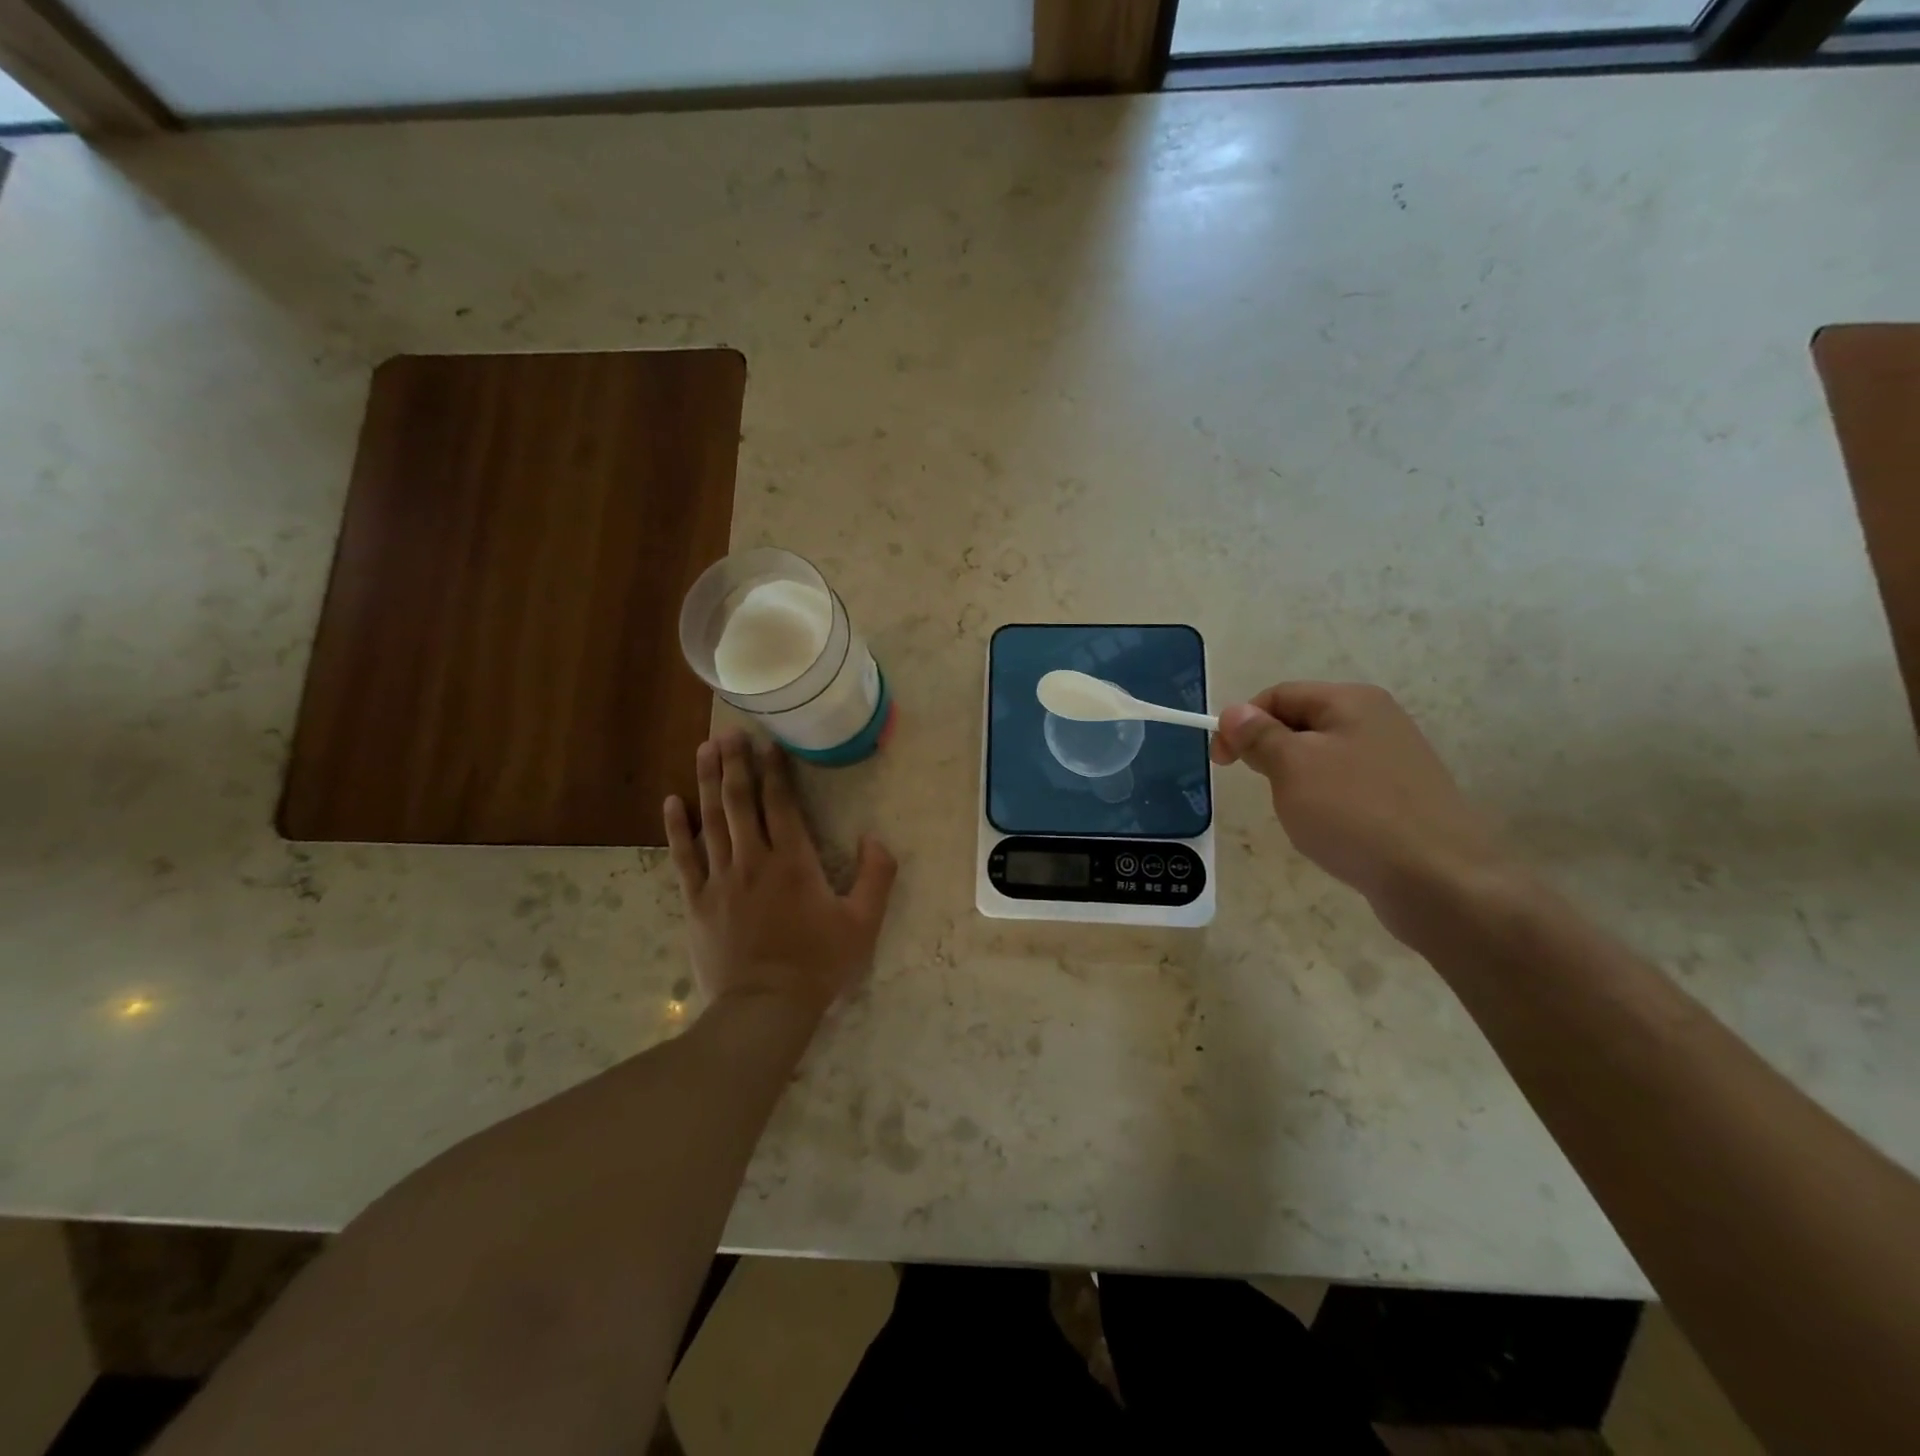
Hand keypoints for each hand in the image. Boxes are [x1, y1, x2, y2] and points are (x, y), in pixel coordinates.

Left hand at [663, 729, 896, 1018]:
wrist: (765, 1007)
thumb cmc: (818, 964)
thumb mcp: (863, 922)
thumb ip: (877, 875)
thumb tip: (876, 837)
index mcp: (793, 861)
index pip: (781, 803)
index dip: (775, 769)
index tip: (769, 742)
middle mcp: (753, 859)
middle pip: (740, 801)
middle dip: (736, 763)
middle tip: (731, 732)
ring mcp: (720, 879)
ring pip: (710, 819)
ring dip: (708, 781)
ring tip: (706, 749)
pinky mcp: (697, 901)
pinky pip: (683, 856)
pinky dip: (677, 828)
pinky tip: (672, 802)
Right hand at [1212, 682, 1514, 934]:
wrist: (1440, 880)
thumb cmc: (1354, 813)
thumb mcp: (1292, 767)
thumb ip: (1259, 736)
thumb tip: (1235, 711)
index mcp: (1352, 702)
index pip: (1279, 695)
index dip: (1242, 722)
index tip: (1222, 762)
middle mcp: (1378, 721)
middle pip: (1302, 724)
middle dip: (1271, 753)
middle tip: (1264, 789)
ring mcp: (1395, 760)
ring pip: (1322, 759)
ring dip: (1296, 782)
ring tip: (1298, 815)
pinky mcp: (1403, 797)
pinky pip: (1347, 788)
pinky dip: (1325, 804)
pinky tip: (1328, 832)